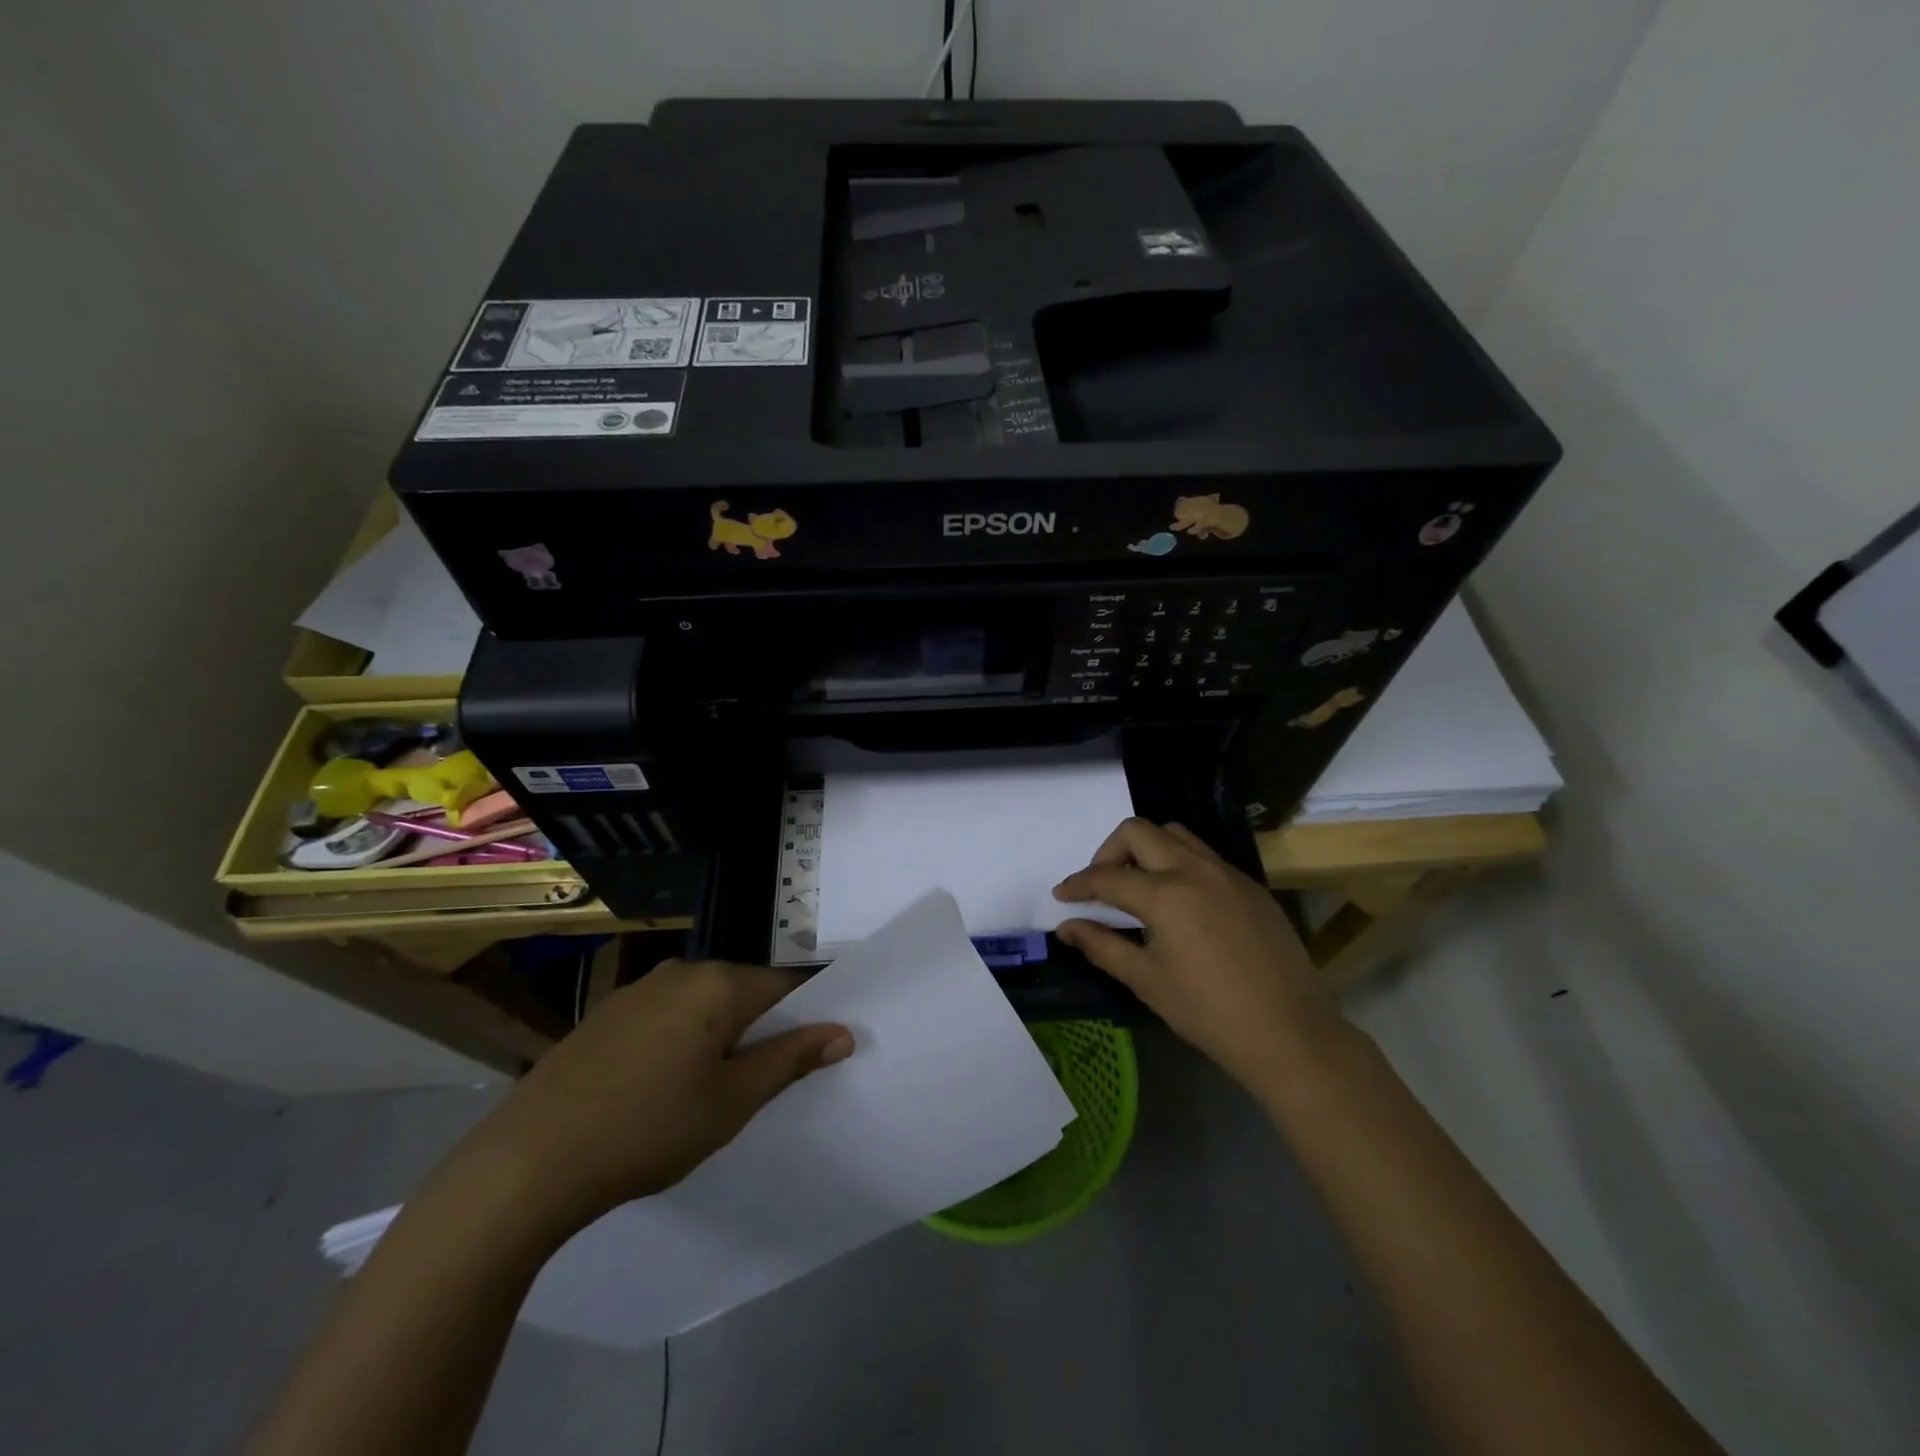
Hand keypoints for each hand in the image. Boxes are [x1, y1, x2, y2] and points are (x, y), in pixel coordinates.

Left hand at [447, 960, 852, 1240]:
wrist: (527, 1162)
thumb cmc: (647, 1129)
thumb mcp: (732, 1101)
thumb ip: (791, 1060)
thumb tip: (843, 1032)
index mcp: (718, 983)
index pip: (785, 986)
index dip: (805, 1019)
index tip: (808, 1059)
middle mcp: (681, 971)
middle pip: (743, 992)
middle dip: (757, 1032)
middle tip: (755, 1088)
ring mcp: (638, 989)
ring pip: (702, 1006)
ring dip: (717, 1038)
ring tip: (705, 1094)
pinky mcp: (606, 1014)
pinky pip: (665, 1017)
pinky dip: (678, 1042)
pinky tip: (658, 1089)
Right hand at [1053, 818, 1344, 1090]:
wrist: (1290, 1033)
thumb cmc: (1209, 1012)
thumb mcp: (1147, 981)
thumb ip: (1102, 946)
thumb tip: (1067, 928)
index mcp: (1165, 894)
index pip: (1106, 877)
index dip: (1078, 885)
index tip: (1062, 895)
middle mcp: (1194, 870)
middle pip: (1138, 832)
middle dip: (1108, 852)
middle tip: (1102, 886)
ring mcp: (1227, 873)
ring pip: (1175, 835)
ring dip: (1146, 849)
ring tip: (1138, 886)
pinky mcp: (1250, 886)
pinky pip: (1204, 855)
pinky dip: (1178, 863)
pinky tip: (1180, 902)